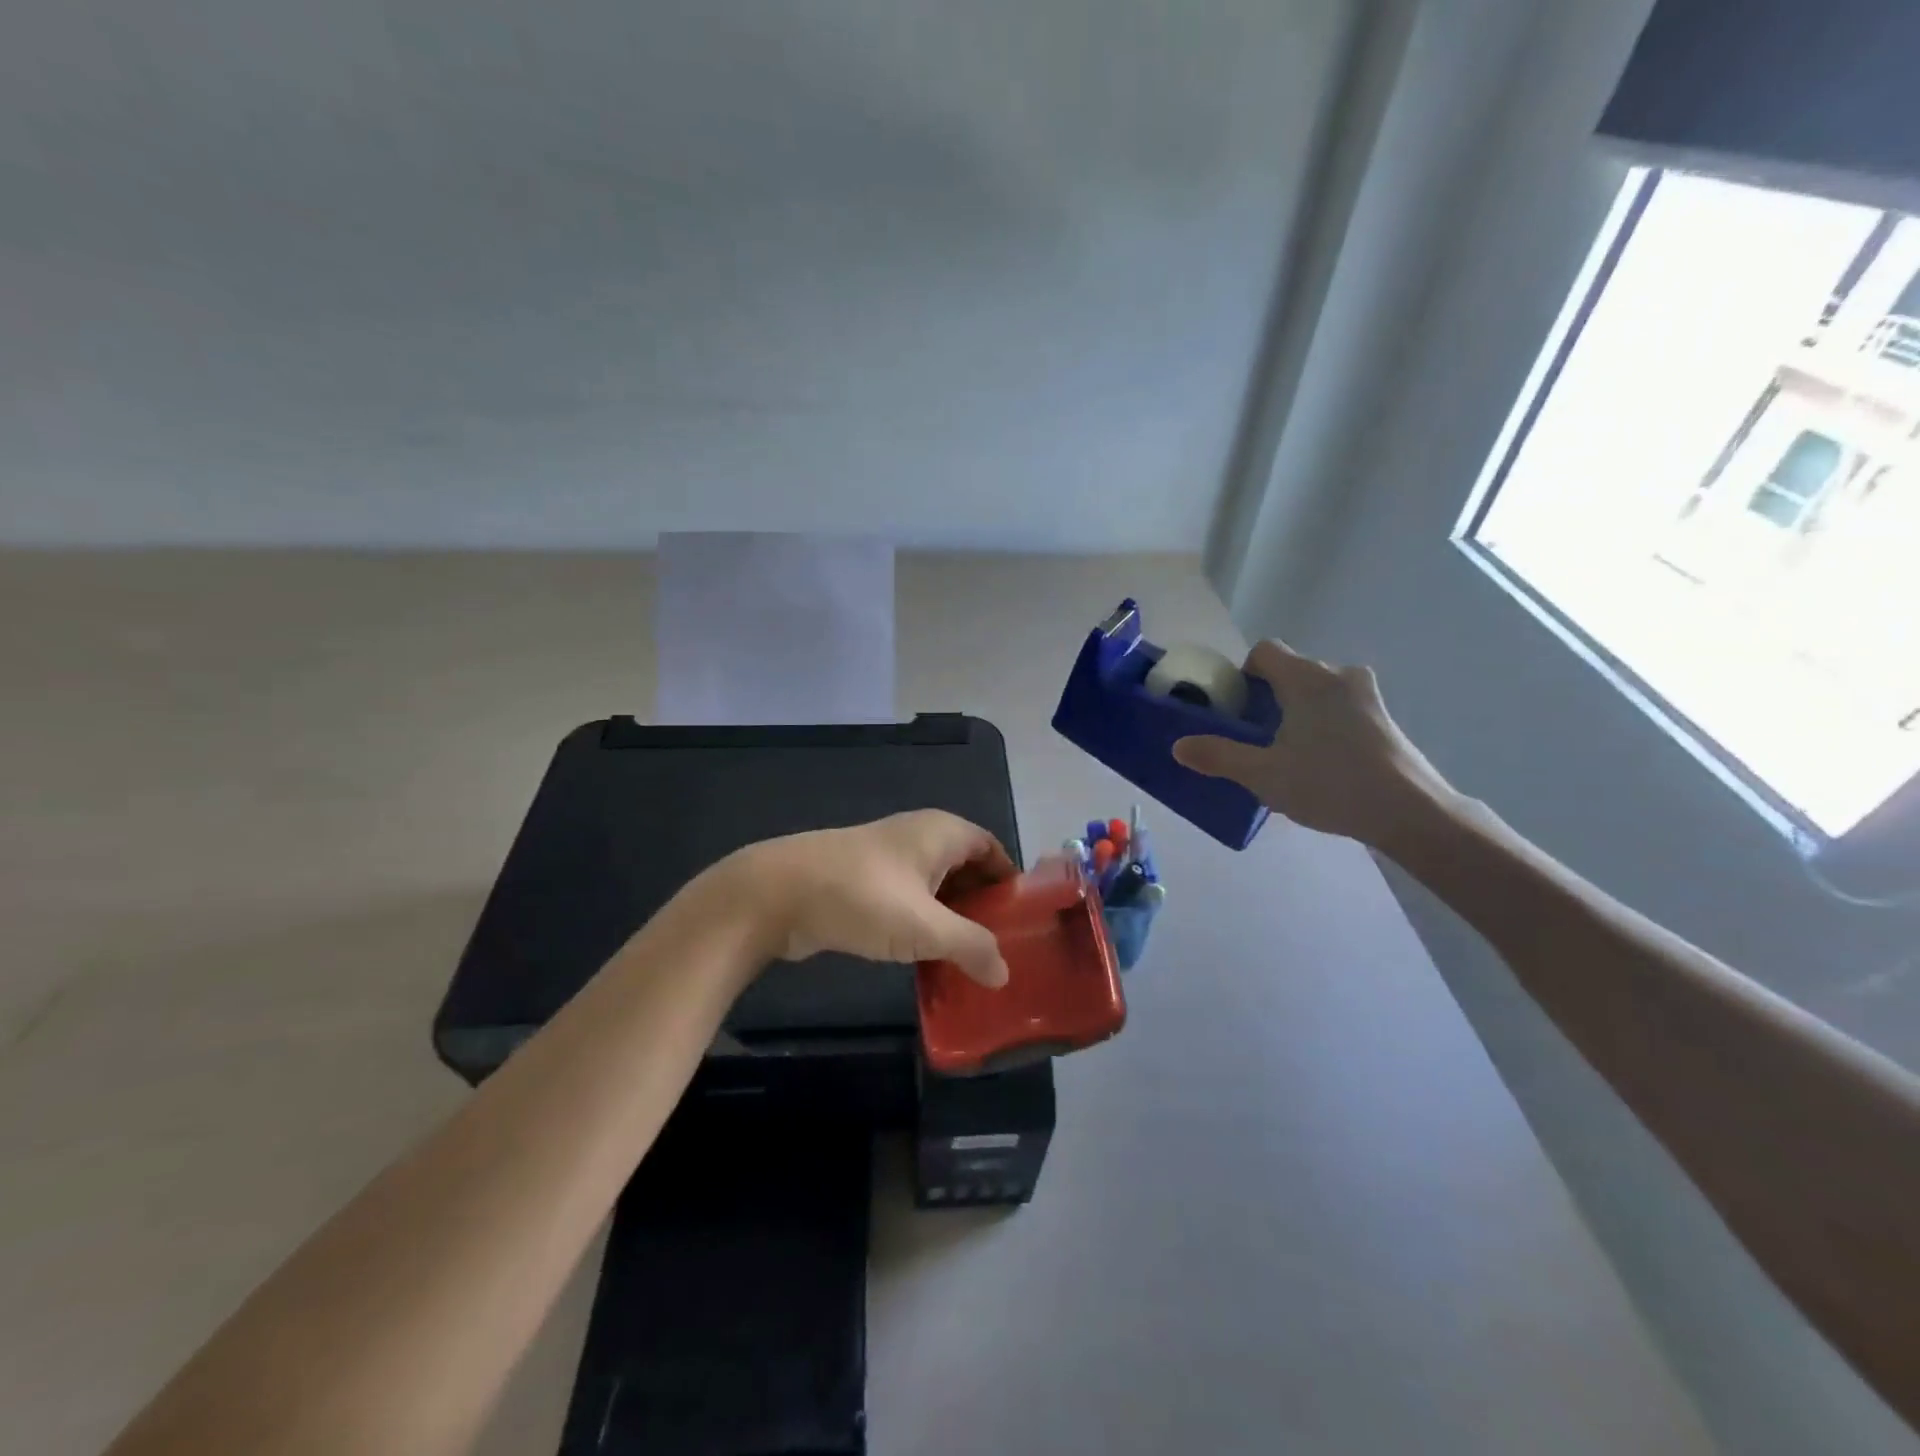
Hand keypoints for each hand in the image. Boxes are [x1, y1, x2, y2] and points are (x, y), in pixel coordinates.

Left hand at [723, 810, 1015, 986]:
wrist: (777, 893)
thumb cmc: (862, 897)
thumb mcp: (925, 927)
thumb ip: (971, 947)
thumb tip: (1004, 974)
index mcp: (942, 831)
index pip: (992, 849)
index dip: (1010, 883)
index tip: (1024, 924)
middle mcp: (919, 836)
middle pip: (966, 869)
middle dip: (983, 907)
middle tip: (1000, 951)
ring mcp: (888, 858)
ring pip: (935, 888)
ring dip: (951, 920)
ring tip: (969, 962)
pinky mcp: (864, 881)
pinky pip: (908, 901)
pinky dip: (922, 924)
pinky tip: (927, 959)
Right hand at [1172, 639, 1452, 846]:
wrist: (1409, 811)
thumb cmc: (1330, 784)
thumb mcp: (1263, 775)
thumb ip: (1218, 756)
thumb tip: (1178, 746)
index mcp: (1305, 678)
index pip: (1264, 651)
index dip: (1243, 674)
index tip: (1237, 708)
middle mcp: (1337, 674)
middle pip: (1291, 670)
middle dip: (1269, 697)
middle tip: (1257, 737)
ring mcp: (1366, 695)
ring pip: (1318, 689)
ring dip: (1298, 710)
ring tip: (1289, 752)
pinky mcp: (1384, 717)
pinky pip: (1341, 707)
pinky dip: (1324, 723)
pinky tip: (1322, 762)